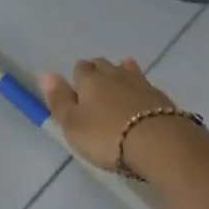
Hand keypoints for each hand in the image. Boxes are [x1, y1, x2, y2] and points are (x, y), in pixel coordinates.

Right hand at [37, 58, 181, 174]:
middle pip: (103, 65)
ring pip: (127, 70)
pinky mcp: (161, 97)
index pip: (80, 69)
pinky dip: (140, 90)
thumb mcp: (73, 124)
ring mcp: (141, 84)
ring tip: (119, 85)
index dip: (77, 78)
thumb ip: (59, 100)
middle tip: (95, 89)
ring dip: (121, 75)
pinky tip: (141, 99)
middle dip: (98, 72)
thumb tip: (46, 74)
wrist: (159, 143)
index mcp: (90, 80)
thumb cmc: (107, 136)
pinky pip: (145, 85)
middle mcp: (115, 75)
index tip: (77, 91)